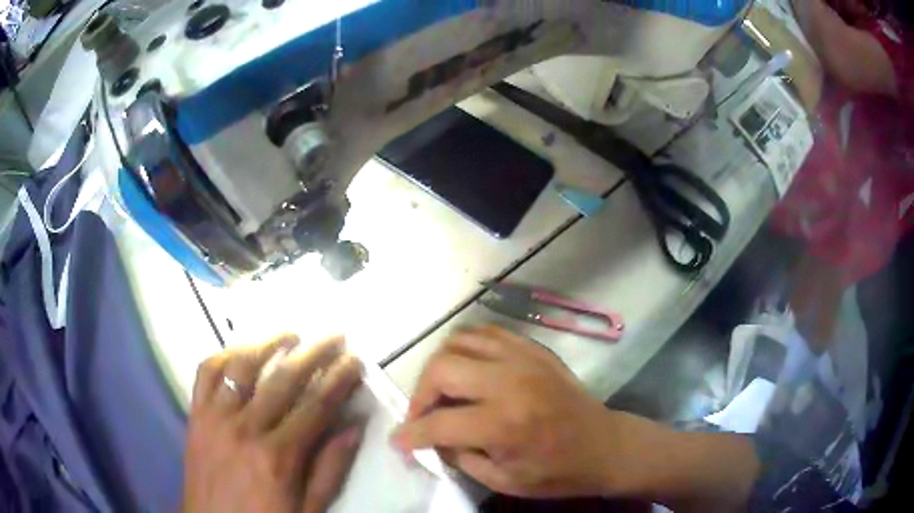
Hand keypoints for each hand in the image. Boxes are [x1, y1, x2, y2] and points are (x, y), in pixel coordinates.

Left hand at [182, 335, 362, 512]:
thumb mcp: (308, 510)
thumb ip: (330, 469)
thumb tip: (354, 427)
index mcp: (277, 457)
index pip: (316, 406)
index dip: (339, 379)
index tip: (355, 360)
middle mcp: (245, 428)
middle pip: (283, 379)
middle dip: (314, 353)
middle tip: (334, 336)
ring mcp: (215, 418)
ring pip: (242, 366)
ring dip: (268, 343)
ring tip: (290, 334)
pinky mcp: (195, 415)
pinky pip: (206, 374)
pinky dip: (223, 356)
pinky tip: (240, 352)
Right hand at [390, 326, 628, 497]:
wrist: (605, 446)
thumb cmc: (557, 472)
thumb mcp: (504, 480)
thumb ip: (460, 458)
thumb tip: (432, 439)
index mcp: (505, 424)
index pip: (439, 423)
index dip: (411, 434)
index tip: (398, 440)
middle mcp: (511, 383)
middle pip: (442, 368)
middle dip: (420, 394)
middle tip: (423, 414)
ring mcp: (524, 359)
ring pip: (460, 341)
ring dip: (441, 366)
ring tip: (443, 390)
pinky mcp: (534, 349)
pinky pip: (487, 333)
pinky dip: (467, 347)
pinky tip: (468, 368)